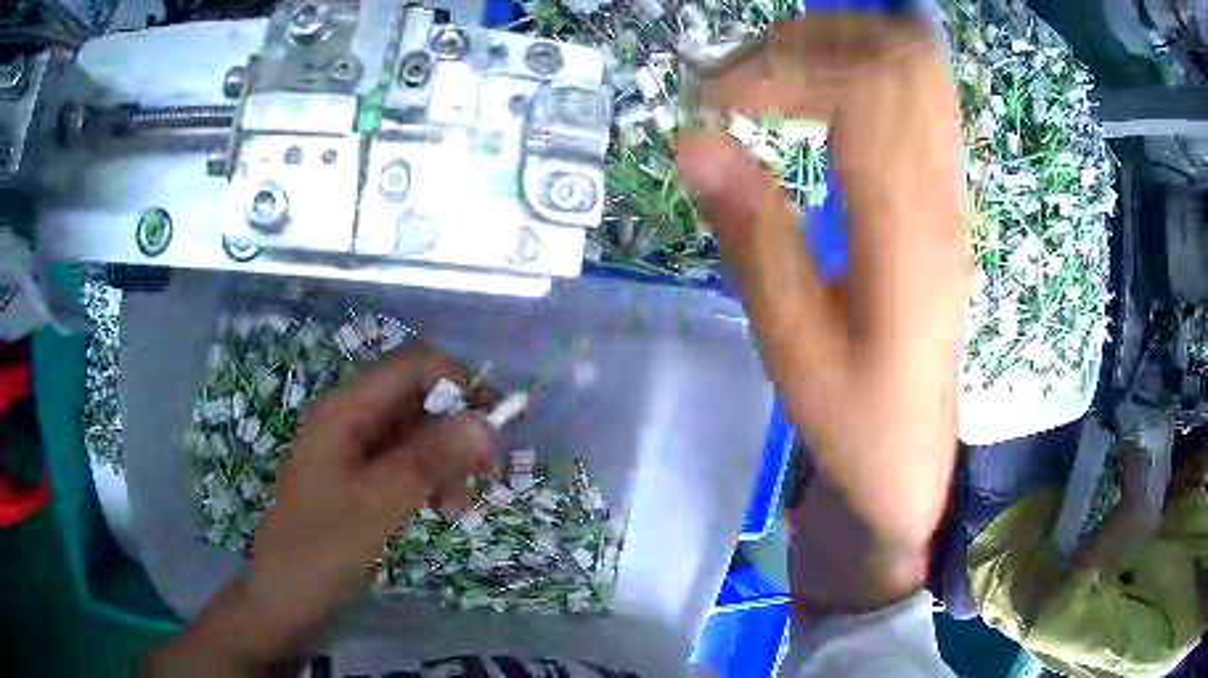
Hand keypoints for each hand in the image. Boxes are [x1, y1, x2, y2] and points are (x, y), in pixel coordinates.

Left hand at [151, 345, 496, 674]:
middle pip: (418, 399)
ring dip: (448, 461)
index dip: (460, 383)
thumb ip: (429, 461)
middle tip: (489, 471)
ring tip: (460, 506)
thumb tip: (486, 423)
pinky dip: (432, 480)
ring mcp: (355, 451)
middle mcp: (350, 419)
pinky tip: (442, 509)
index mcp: (345, 410)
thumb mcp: (377, 505)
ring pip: (417, 434)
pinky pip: (407, 464)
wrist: (285, 598)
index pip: (413, 366)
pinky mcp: (361, 479)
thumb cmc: (320, 549)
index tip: (498, 423)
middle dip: (458, 429)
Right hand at [676, 17, 969, 611]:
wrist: (913, 459)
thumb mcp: (791, 344)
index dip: (781, 67)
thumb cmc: (854, 418)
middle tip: (741, 72)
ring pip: (915, 70)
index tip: (712, 96)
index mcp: (904, 230)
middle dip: (813, 40)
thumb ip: (752, 233)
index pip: (863, 89)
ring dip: (839, 50)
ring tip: (771, 76)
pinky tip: (818, 101)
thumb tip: (693, 140)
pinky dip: (863, 76)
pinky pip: (919, 102)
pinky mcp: (945, 201)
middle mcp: (939, 195)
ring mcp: (950, 193)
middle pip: (900, 58)